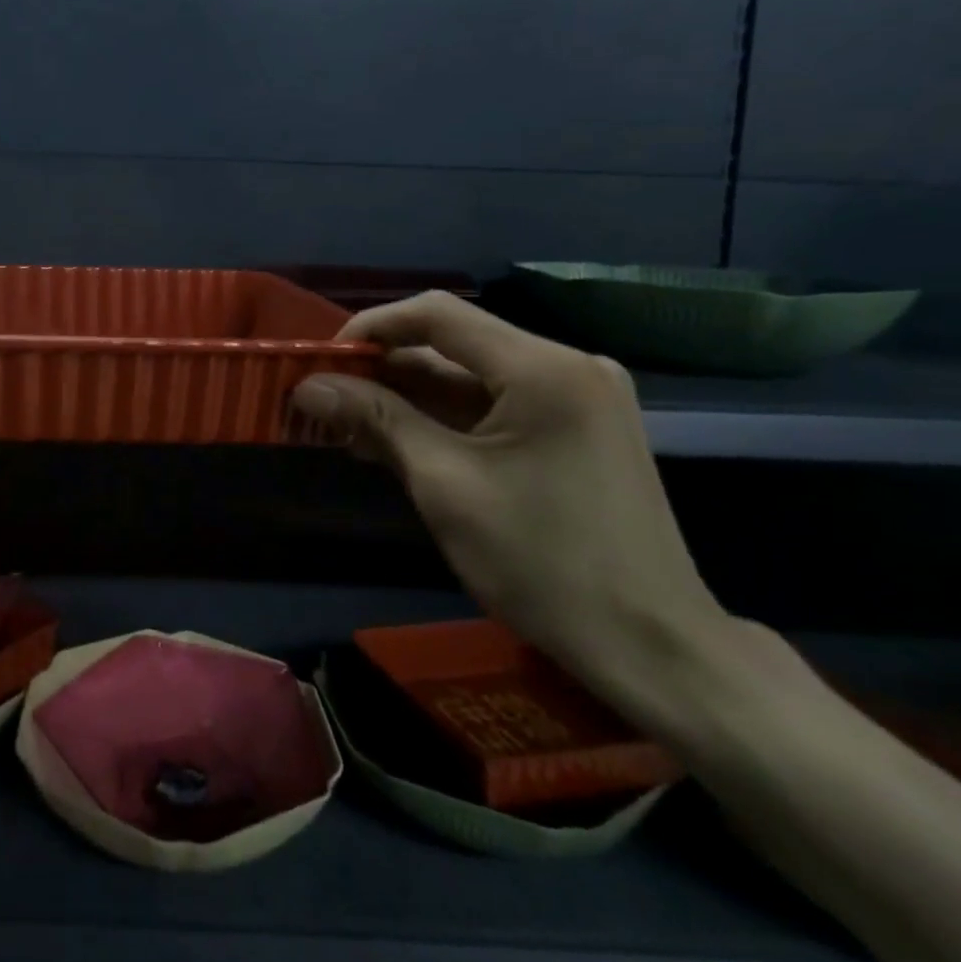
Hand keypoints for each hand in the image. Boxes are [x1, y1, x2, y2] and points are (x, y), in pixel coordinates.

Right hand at [291, 291, 732, 699]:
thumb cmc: (543, 563)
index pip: (438, 314)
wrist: (652, 648)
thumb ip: (376, 420)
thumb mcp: (445, 485)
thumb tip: (308, 387)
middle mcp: (566, 365)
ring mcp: (576, 397)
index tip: (323, 361)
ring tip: (347, 424)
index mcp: (543, 369)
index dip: (372, 328)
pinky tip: (395, 441)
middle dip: (384, 369)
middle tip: (325, 398)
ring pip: (470, 377)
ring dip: (408, 397)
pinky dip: (443, 419)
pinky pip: (494, 406)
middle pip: (453, 345)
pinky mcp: (575, 428)